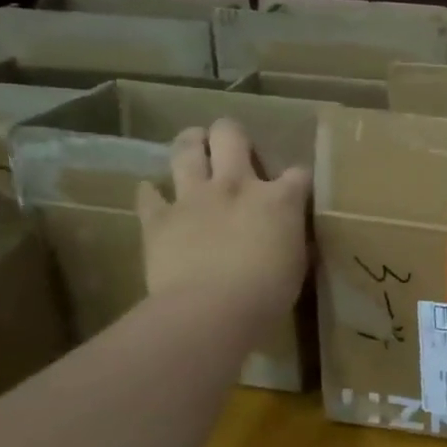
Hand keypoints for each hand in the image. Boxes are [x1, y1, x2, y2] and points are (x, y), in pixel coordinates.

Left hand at [136, 119, 310, 328]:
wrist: (211, 311)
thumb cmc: (266, 295)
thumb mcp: (296, 266)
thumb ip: (291, 241)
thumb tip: (290, 236)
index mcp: (279, 200)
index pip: (298, 173)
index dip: (298, 180)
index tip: (296, 191)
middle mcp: (236, 186)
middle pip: (231, 135)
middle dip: (231, 134)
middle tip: (231, 146)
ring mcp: (194, 198)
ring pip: (186, 150)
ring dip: (190, 143)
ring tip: (193, 144)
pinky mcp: (159, 218)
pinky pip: (148, 195)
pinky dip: (151, 193)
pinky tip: (153, 194)